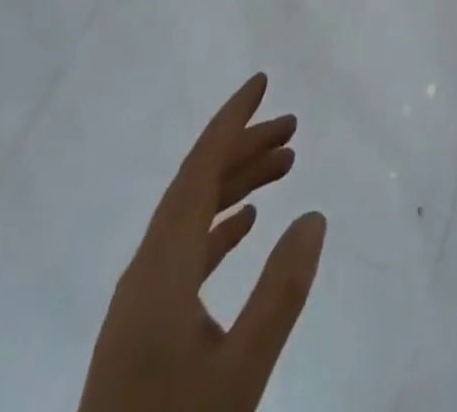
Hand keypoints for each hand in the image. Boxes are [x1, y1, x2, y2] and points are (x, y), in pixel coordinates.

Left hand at [77, 74, 326, 411]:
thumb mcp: (240, 374)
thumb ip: (280, 292)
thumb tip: (314, 215)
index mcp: (161, 267)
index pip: (199, 170)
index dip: (231, 121)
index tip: (261, 82)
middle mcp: (147, 268)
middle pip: (197, 184)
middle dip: (244, 147)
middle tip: (294, 127)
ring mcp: (142, 298)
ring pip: (192, 215)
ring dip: (237, 183)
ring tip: (286, 165)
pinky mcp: (145, 325)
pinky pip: (187, 249)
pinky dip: (221, 225)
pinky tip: (248, 223)